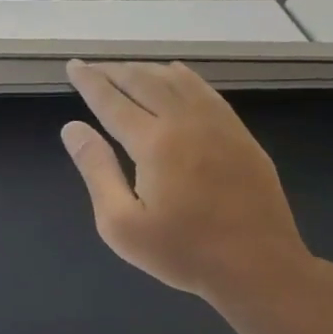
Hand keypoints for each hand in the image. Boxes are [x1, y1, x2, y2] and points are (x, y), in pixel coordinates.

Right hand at [61, 59, 320, 314]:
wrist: (259, 267)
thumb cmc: (183, 251)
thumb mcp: (121, 223)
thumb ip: (96, 170)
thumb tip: (72, 128)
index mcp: (155, 143)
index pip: (112, 101)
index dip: (89, 82)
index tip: (73, 66)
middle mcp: (186, 122)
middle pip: (144, 82)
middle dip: (114, 71)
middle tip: (92, 66)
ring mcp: (219, 125)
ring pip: (176, 81)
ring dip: (146, 70)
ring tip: (125, 70)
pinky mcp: (240, 135)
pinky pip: (205, 91)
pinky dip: (182, 77)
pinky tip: (174, 75)